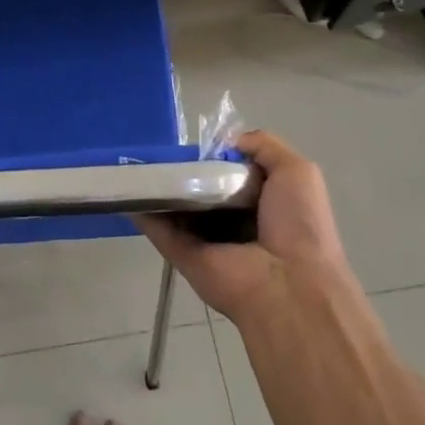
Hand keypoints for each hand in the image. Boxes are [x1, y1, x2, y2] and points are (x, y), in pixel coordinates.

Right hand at [135, 131, 355, 323]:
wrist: (289, 284)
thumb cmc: (299, 224)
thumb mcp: (297, 172)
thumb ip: (264, 147)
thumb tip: (227, 141)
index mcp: (263, 205)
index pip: (232, 175)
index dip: (215, 158)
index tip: (195, 144)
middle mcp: (233, 223)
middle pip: (201, 190)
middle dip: (183, 170)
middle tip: (161, 149)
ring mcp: (205, 241)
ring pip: (176, 207)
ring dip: (158, 187)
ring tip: (134, 160)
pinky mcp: (183, 255)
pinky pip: (158, 228)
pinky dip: (141, 210)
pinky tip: (125, 187)